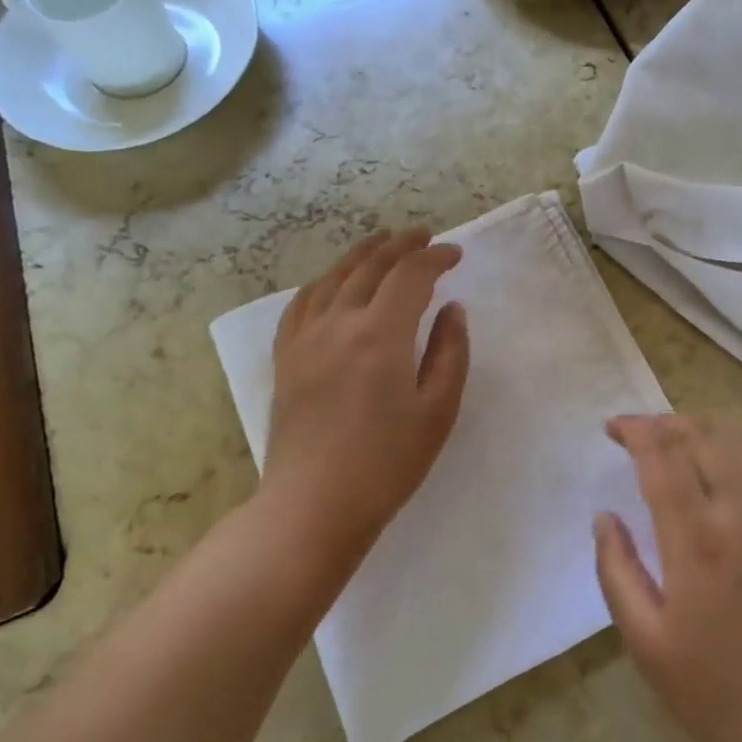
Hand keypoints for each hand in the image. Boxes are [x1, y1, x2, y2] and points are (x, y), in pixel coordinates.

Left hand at [262, 228, 469, 572]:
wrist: (313, 505)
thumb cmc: (387, 464)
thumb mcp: (437, 411)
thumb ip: (450, 353)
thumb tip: (451, 310)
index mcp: (380, 334)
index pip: (410, 275)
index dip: (435, 258)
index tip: (455, 255)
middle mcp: (339, 323)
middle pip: (371, 266)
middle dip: (401, 245)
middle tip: (424, 236)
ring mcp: (305, 338)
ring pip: (334, 277)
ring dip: (362, 254)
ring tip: (382, 242)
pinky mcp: (286, 357)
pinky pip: (302, 303)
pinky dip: (324, 282)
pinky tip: (333, 282)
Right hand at [593, 415, 741, 741]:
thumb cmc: (715, 693)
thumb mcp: (646, 643)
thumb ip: (617, 571)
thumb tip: (604, 517)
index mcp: (696, 542)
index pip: (662, 457)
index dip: (636, 431)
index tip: (614, 428)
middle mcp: (741, 516)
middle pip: (703, 437)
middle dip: (666, 423)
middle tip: (642, 433)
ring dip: (706, 428)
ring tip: (680, 436)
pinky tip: (731, 455)